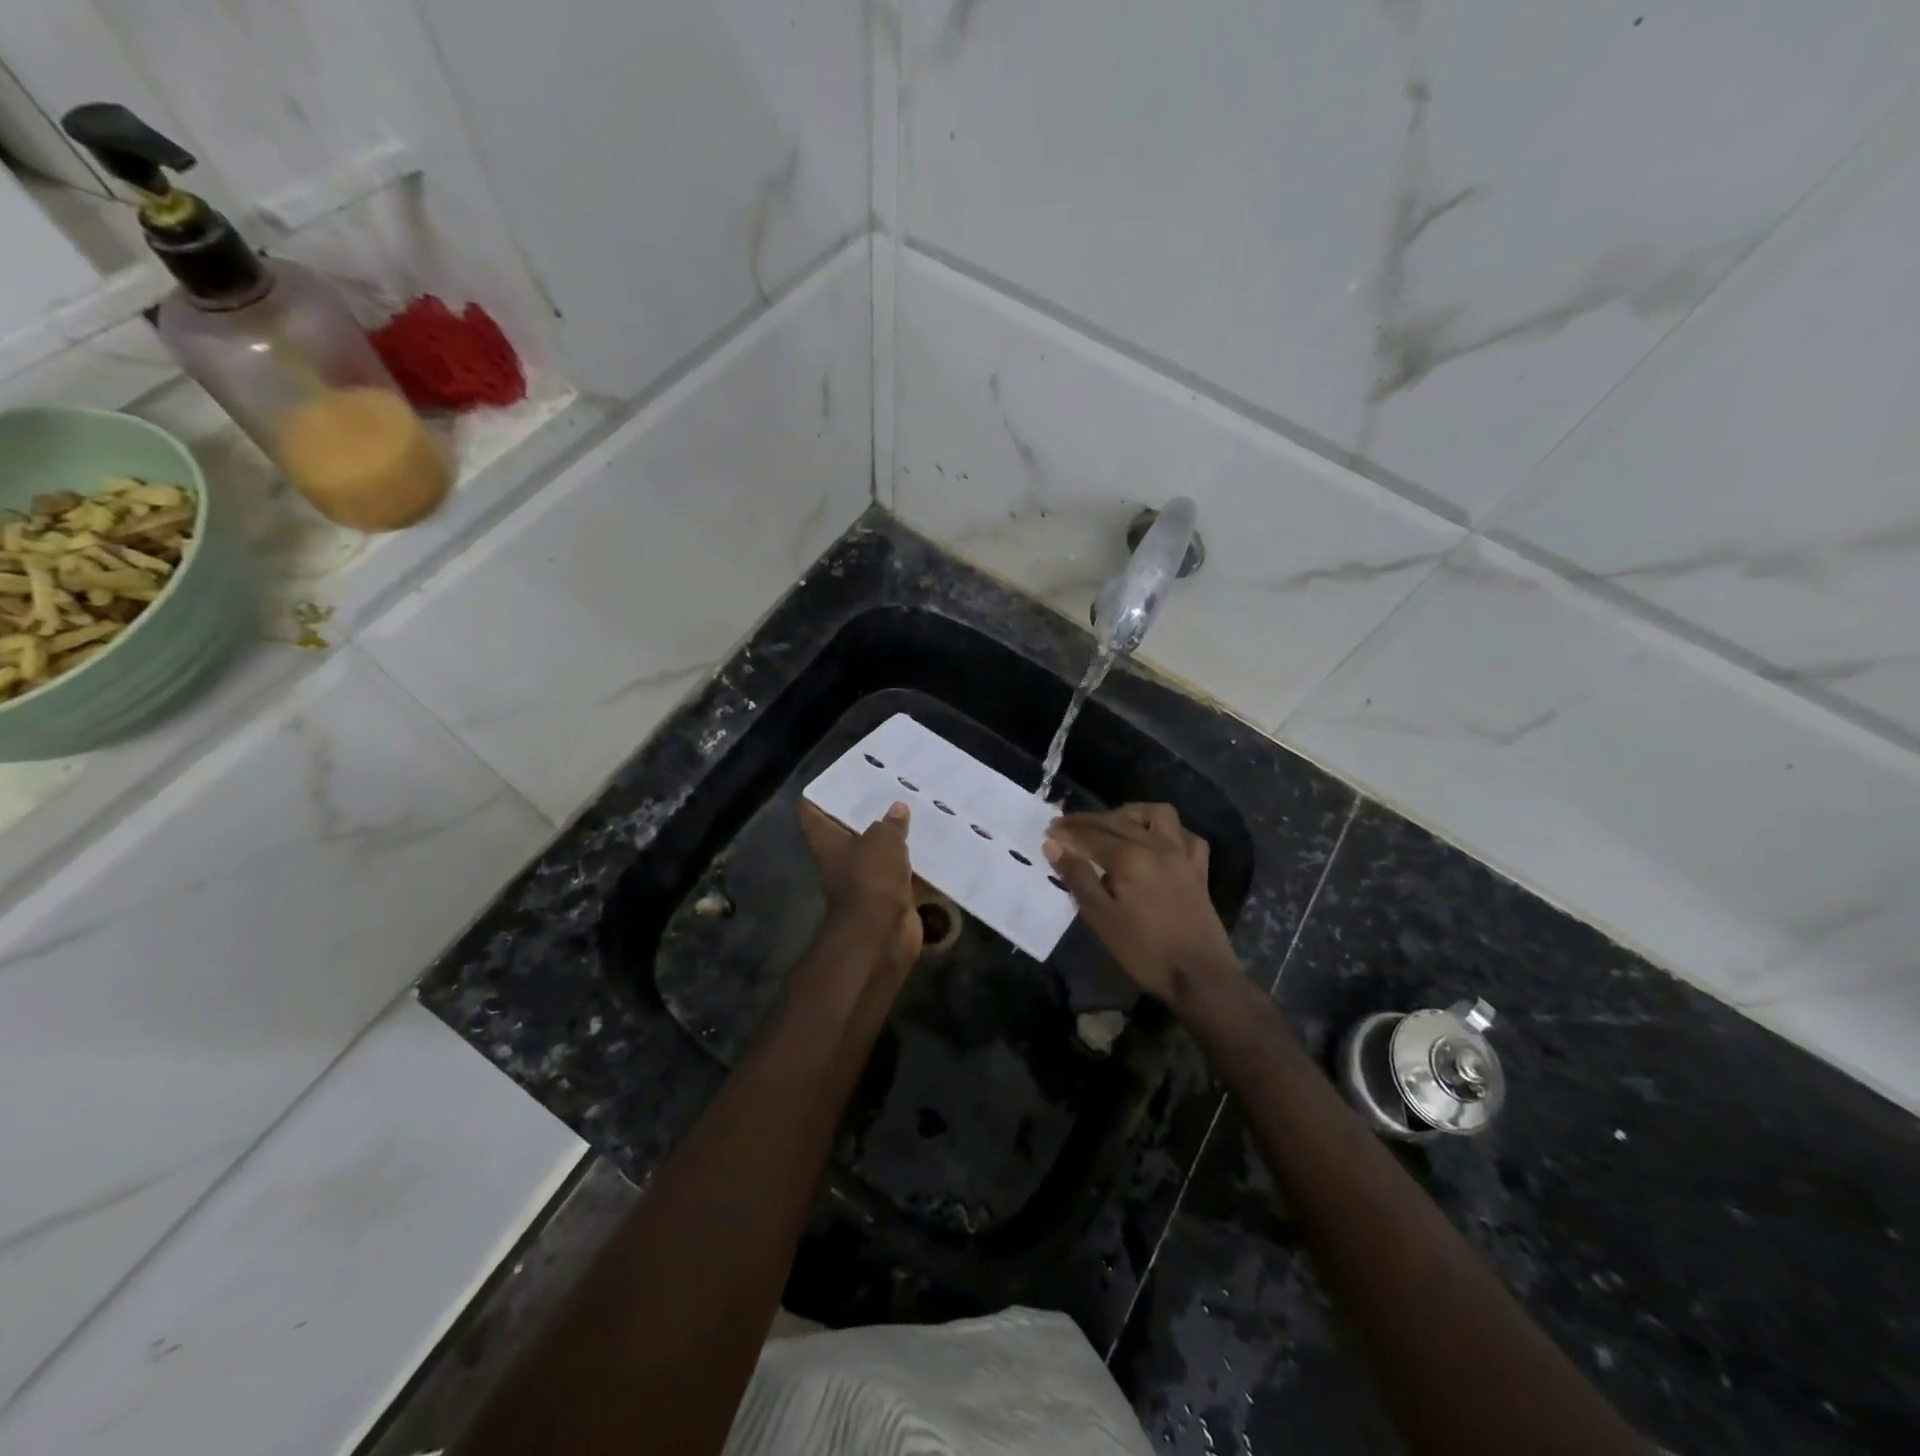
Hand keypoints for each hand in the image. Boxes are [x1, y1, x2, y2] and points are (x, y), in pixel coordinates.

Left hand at [799, 800, 922, 976]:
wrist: (882, 935)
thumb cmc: (870, 879)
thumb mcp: (882, 840)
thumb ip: (890, 823)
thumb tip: (897, 809)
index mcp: (828, 842)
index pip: (812, 812)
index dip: (822, 793)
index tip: (842, 777)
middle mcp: (844, 859)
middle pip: (852, 830)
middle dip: (871, 812)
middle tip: (893, 787)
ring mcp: (868, 880)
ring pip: (882, 852)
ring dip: (898, 837)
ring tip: (920, 808)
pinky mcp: (892, 896)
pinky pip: (906, 874)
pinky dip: (919, 864)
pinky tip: (938, 843)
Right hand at [1044, 803, 1242, 1008]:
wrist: (1200, 977)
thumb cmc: (1144, 951)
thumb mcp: (1101, 918)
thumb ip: (1078, 877)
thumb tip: (1054, 845)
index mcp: (1130, 858)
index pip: (1091, 835)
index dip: (1068, 831)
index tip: (1049, 830)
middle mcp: (1157, 846)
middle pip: (1118, 821)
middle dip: (1089, 820)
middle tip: (1066, 826)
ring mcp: (1183, 856)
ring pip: (1158, 815)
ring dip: (1132, 814)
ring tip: (1113, 825)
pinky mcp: (1199, 870)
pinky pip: (1187, 837)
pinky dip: (1169, 832)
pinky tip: (1157, 842)